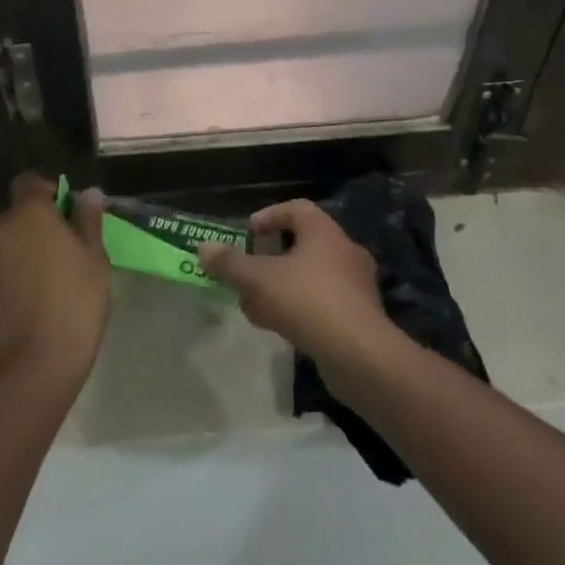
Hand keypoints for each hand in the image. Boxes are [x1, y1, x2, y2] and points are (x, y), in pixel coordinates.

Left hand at [0, 173, 109, 390]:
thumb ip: (89, 220)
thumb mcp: (95, 259)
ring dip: (26, 245)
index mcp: (29, 212)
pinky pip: (0, 264)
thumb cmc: (74, 304)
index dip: (50, 190)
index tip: (70, 212)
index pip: (30, 181)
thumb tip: (88, 193)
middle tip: (68, 246)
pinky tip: (36, 294)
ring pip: (8, 238)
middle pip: (18, 211)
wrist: (32, 366)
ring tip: (54, 273)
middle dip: (39, 220)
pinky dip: (15, 269)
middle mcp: (0, 227)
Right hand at [197, 200, 392, 369]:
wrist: (360, 355)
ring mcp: (355, 285)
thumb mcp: (259, 280)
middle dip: (269, 259)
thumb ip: (230, 264)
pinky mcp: (359, 317)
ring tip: (253, 306)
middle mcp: (344, 251)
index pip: (296, 208)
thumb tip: (203, 248)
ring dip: (280, 286)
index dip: (269, 216)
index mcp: (324, 231)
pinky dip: (297, 308)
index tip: (248, 233)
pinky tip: (276, 327)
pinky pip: (321, 302)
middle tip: (246, 272)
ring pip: (309, 276)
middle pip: (301, 244)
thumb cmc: (308, 301)